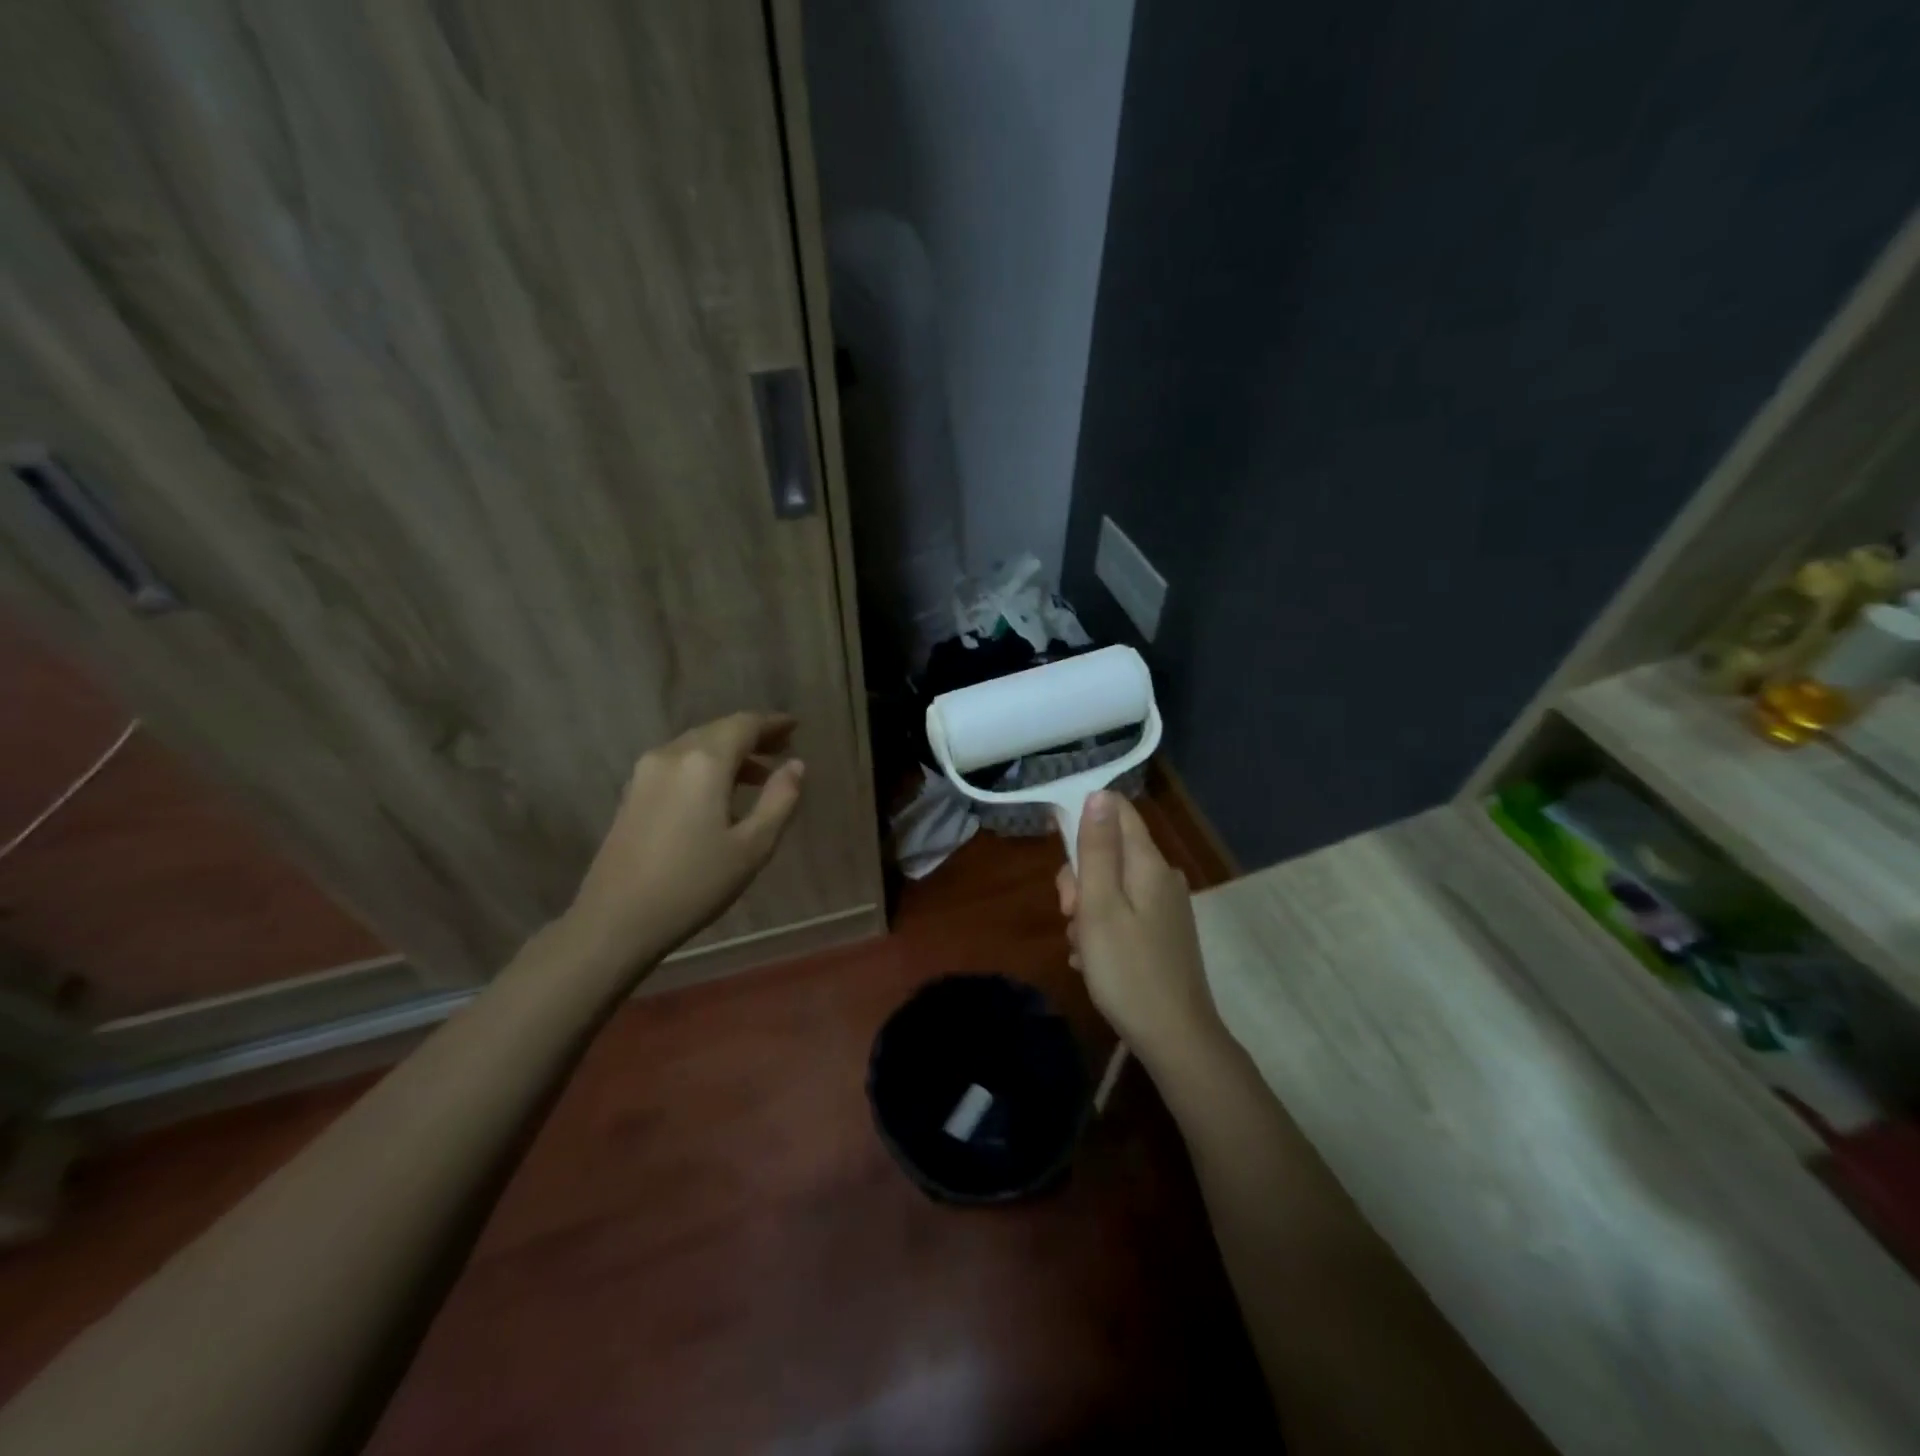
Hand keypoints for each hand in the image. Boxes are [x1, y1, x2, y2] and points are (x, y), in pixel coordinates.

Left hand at [566, 712, 805, 968]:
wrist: (615, 920)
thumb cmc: (694, 884)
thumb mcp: (753, 846)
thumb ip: (780, 800)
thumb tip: (796, 765)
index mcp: (704, 762)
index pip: (744, 725)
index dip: (772, 723)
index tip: (795, 726)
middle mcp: (672, 754)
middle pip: (718, 731)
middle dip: (751, 736)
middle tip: (782, 747)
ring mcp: (646, 772)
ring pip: (696, 746)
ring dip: (728, 752)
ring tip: (758, 775)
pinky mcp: (632, 793)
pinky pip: (678, 764)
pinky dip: (705, 766)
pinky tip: (718, 793)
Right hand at [1056, 790, 1224, 1064]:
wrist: (1175, 1038)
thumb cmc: (1127, 970)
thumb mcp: (1099, 906)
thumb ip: (1096, 849)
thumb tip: (1098, 794)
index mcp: (1148, 864)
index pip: (1117, 812)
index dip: (1083, 819)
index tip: (1058, 850)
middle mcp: (1161, 878)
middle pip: (1109, 853)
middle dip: (1080, 879)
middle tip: (1070, 915)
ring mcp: (1165, 908)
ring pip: (1111, 887)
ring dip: (1086, 911)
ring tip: (1082, 949)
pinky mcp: (1162, 933)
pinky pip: (1122, 914)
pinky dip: (1102, 931)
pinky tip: (1092, 961)